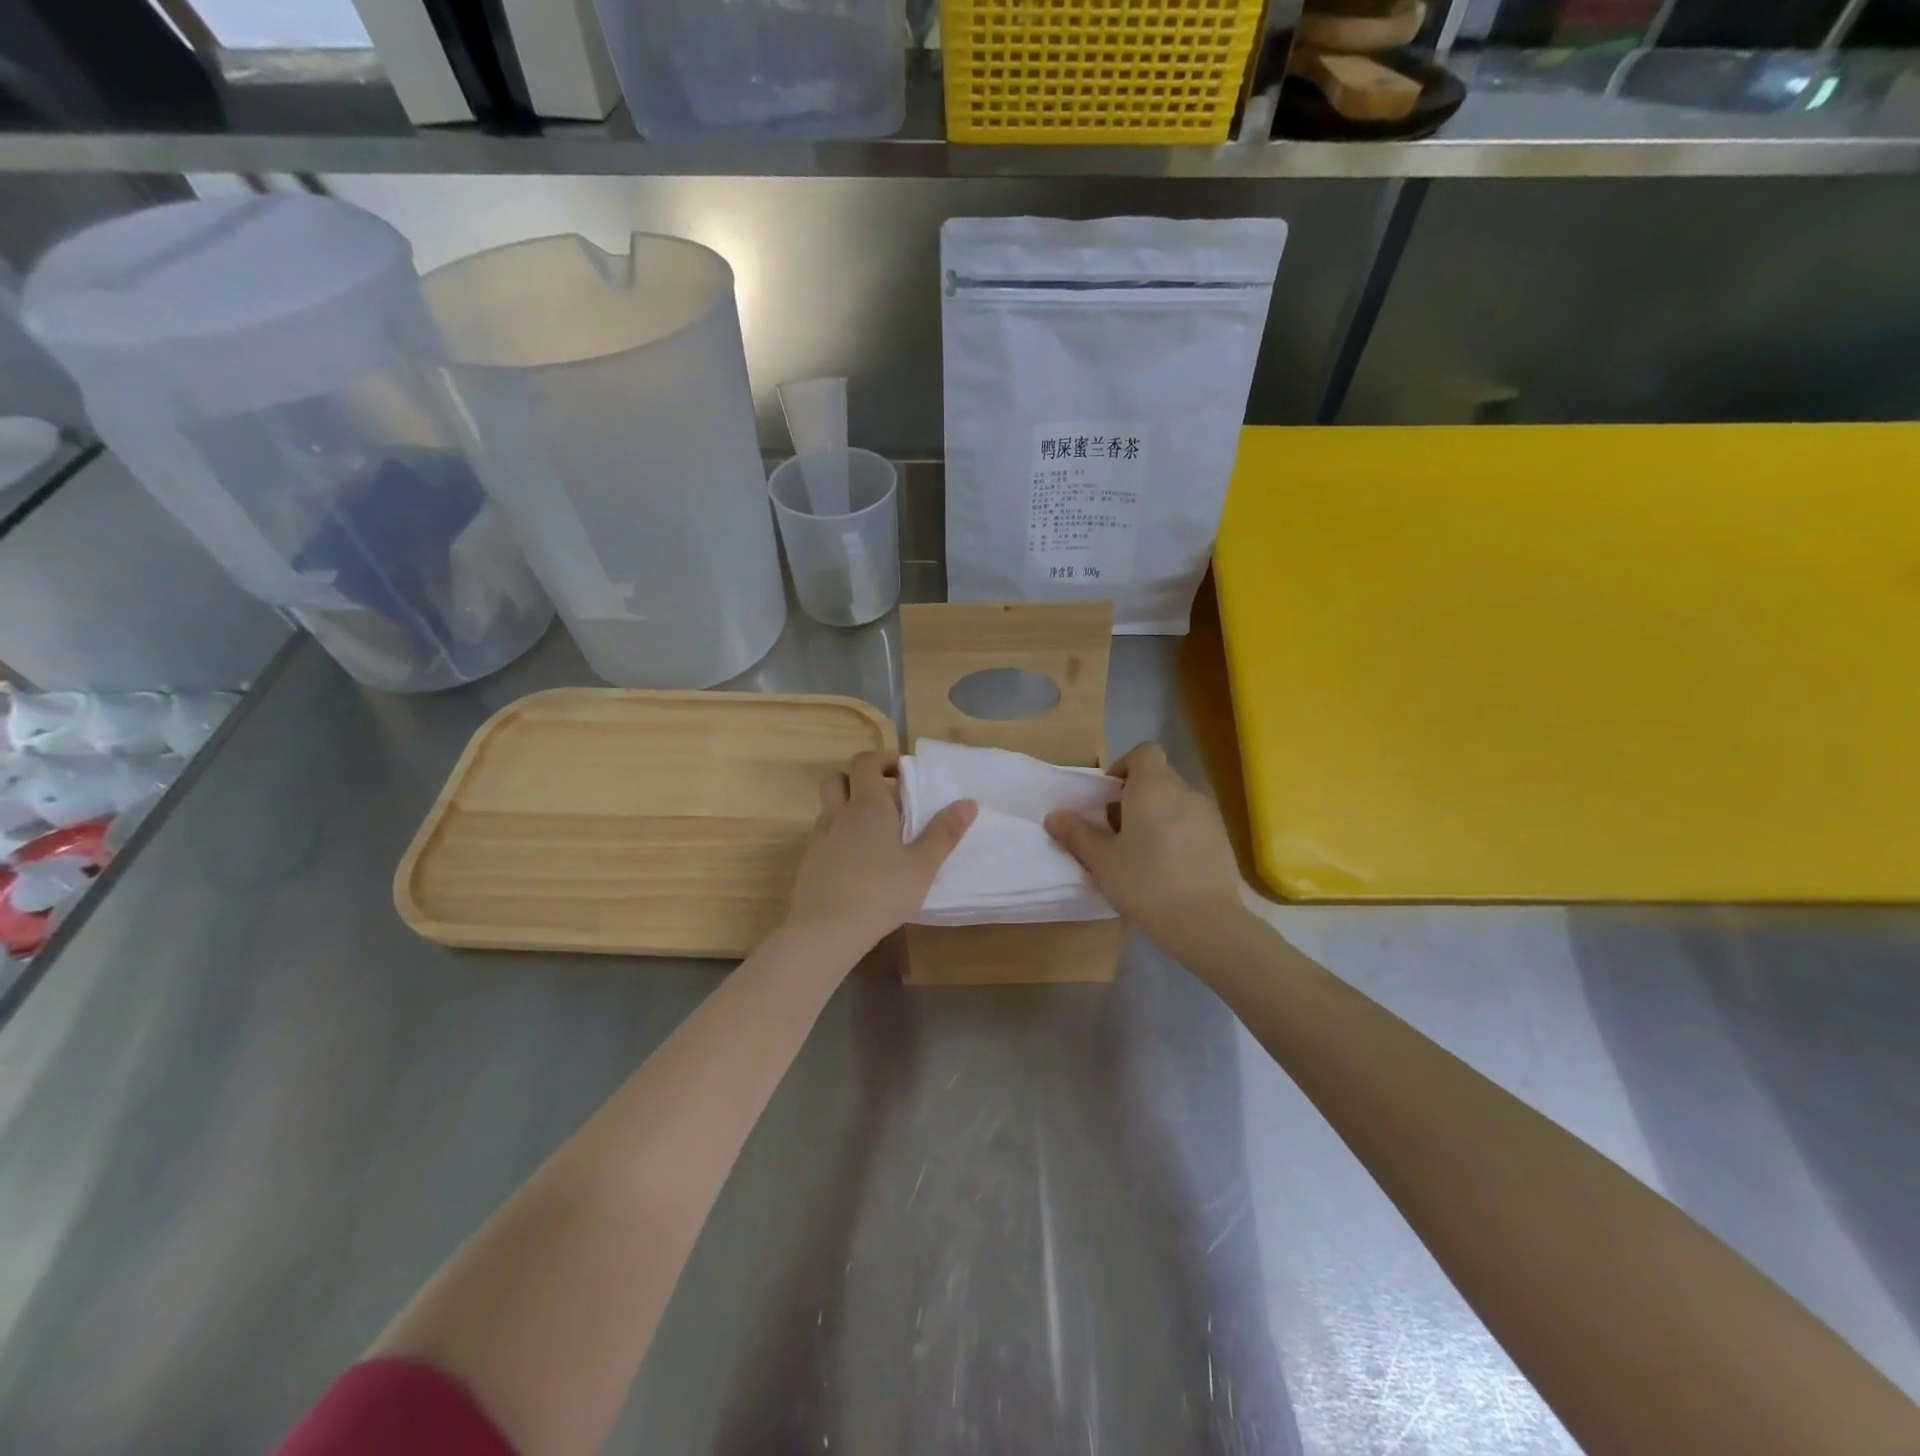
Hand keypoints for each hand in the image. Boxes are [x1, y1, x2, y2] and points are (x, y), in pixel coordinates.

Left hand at [786, 751, 976, 950]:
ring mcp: (820, 838)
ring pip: (829, 808)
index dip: (882, 761)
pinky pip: (825, 836)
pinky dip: (840, 836)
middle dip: (859, 780)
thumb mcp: (922, 865)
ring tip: (876, 833)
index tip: (904, 774)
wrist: (825, 930)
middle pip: (838, 779)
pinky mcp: (810, 862)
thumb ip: (944, 833)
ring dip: (849, 808)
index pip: (865, 762)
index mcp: (868, 805)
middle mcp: (839, 814)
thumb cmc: (881, 892)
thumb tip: (968, 802)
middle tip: (886, 799)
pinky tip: (859, 862)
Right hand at [1045, 742, 1243, 952]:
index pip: (1144, 752)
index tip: (1109, 796)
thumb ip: (1077, 834)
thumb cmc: (1145, 882)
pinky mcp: (1222, 840)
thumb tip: (1054, 816)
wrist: (1206, 922)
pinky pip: (1193, 823)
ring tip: (1140, 852)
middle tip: (1116, 830)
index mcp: (1153, 786)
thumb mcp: (1101, 860)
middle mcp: (1184, 791)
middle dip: (1135, 796)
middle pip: (1158, 777)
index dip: (1124, 766)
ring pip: (1176, 802)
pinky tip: (1166, 867)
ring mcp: (1209, 815)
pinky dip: (1177, 833)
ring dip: (1156, 816)